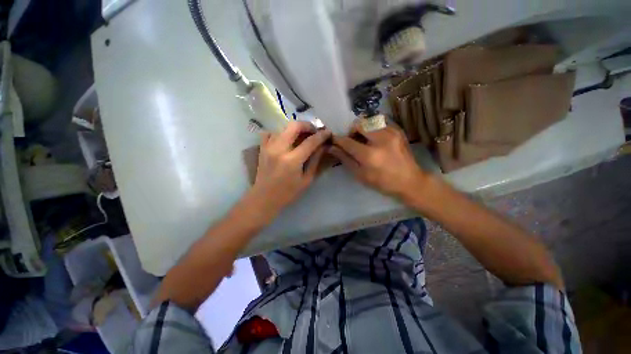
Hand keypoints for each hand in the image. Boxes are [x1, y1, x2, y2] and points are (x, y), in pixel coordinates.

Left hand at [249, 121, 330, 219]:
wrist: (264, 198)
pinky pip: (271, 132)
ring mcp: (268, 147)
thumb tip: (323, 147)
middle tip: (314, 131)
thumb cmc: (288, 193)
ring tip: (302, 135)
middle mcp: (279, 149)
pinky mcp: (262, 148)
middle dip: (307, 125)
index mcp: (292, 160)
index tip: (327, 132)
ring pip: (283, 127)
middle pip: (294, 126)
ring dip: (295, 128)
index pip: (310, 142)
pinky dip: (280, 132)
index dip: (321, 135)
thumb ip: (315, 161)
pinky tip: (286, 139)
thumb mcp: (306, 180)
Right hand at [329, 122, 425, 197]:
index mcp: (369, 155)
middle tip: (352, 140)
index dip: (338, 139)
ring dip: (362, 128)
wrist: (410, 181)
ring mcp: (391, 133)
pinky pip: (380, 122)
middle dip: (351, 130)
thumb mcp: (361, 175)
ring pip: (369, 120)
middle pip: (359, 124)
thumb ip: (346, 159)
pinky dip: (373, 128)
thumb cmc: (383, 182)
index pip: (347, 141)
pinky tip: (375, 139)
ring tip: (364, 139)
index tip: (333, 139)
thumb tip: (332, 148)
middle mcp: (380, 140)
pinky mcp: (398, 131)